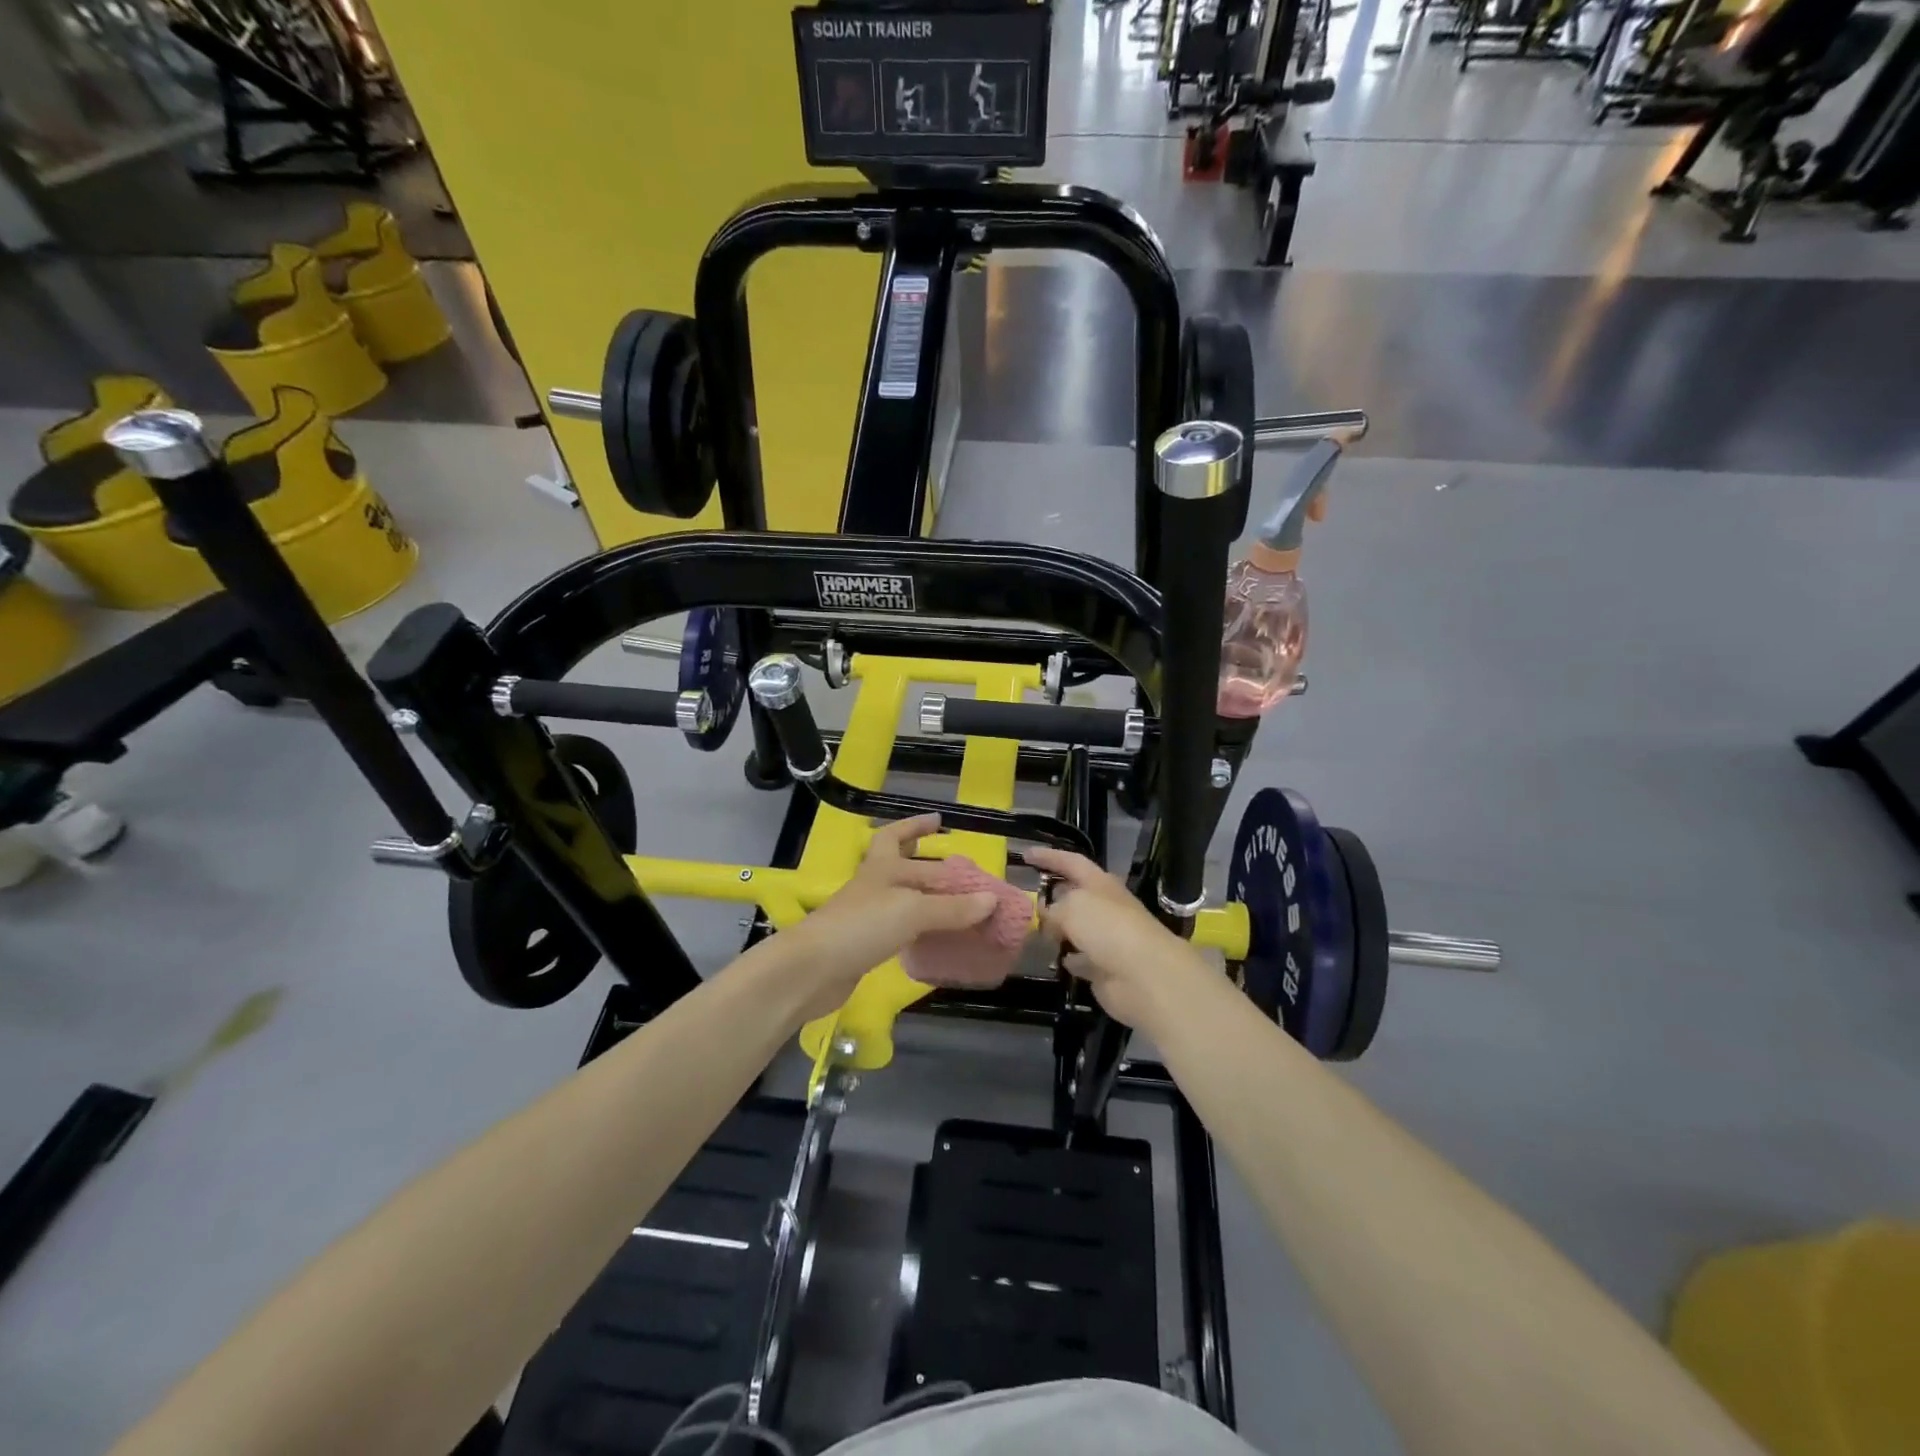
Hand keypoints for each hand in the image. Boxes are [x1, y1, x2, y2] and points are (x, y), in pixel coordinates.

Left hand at [777, 815, 997, 1019]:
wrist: (812, 970)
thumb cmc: (862, 927)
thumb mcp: (913, 911)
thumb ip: (952, 908)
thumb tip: (991, 900)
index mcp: (881, 867)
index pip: (898, 837)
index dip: (917, 827)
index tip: (939, 821)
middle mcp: (872, 885)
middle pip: (898, 865)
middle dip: (923, 861)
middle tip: (952, 865)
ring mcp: (865, 916)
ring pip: (900, 898)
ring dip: (924, 897)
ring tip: (953, 902)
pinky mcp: (863, 945)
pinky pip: (898, 928)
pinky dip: (917, 928)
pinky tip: (933, 936)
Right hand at [1024, 847, 1210, 1031]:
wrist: (1145, 976)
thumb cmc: (1108, 929)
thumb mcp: (1072, 907)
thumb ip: (1053, 908)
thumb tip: (1047, 917)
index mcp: (1100, 884)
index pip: (1071, 862)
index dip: (1049, 857)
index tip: (1025, 854)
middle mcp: (1105, 908)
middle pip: (1075, 896)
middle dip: (1053, 895)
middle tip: (1027, 899)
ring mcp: (1107, 939)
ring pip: (1077, 928)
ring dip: (1059, 929)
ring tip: (1034, 931)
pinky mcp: (1105, 968)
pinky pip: (1082, 959)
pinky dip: (1070, 957)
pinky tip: (1057, 959)